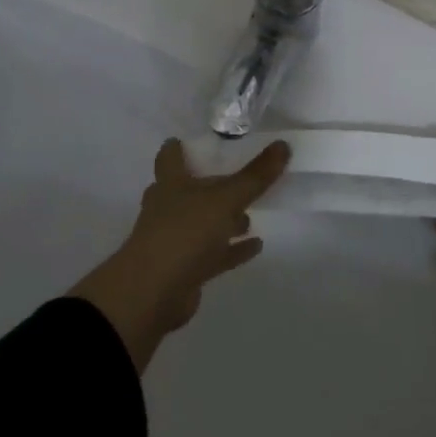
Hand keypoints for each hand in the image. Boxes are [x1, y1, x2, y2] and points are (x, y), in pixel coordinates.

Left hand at [70, 137, 288, 372]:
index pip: (170, 156)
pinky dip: (233, 249)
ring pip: (203, 223)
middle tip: (238, 179)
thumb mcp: (225, 199)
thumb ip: (255, 176)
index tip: (197, 142)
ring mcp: (175, 240)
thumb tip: (283, 145)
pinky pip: (214, 254)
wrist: (152, 294)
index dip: (180, 147)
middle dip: (211, 186)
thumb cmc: (184, 233)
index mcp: (170, 184)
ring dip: (224, 219)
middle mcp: (168, 208)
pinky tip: (256, 245)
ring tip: (251, 215)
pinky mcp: (185, 269)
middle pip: (189, 190)